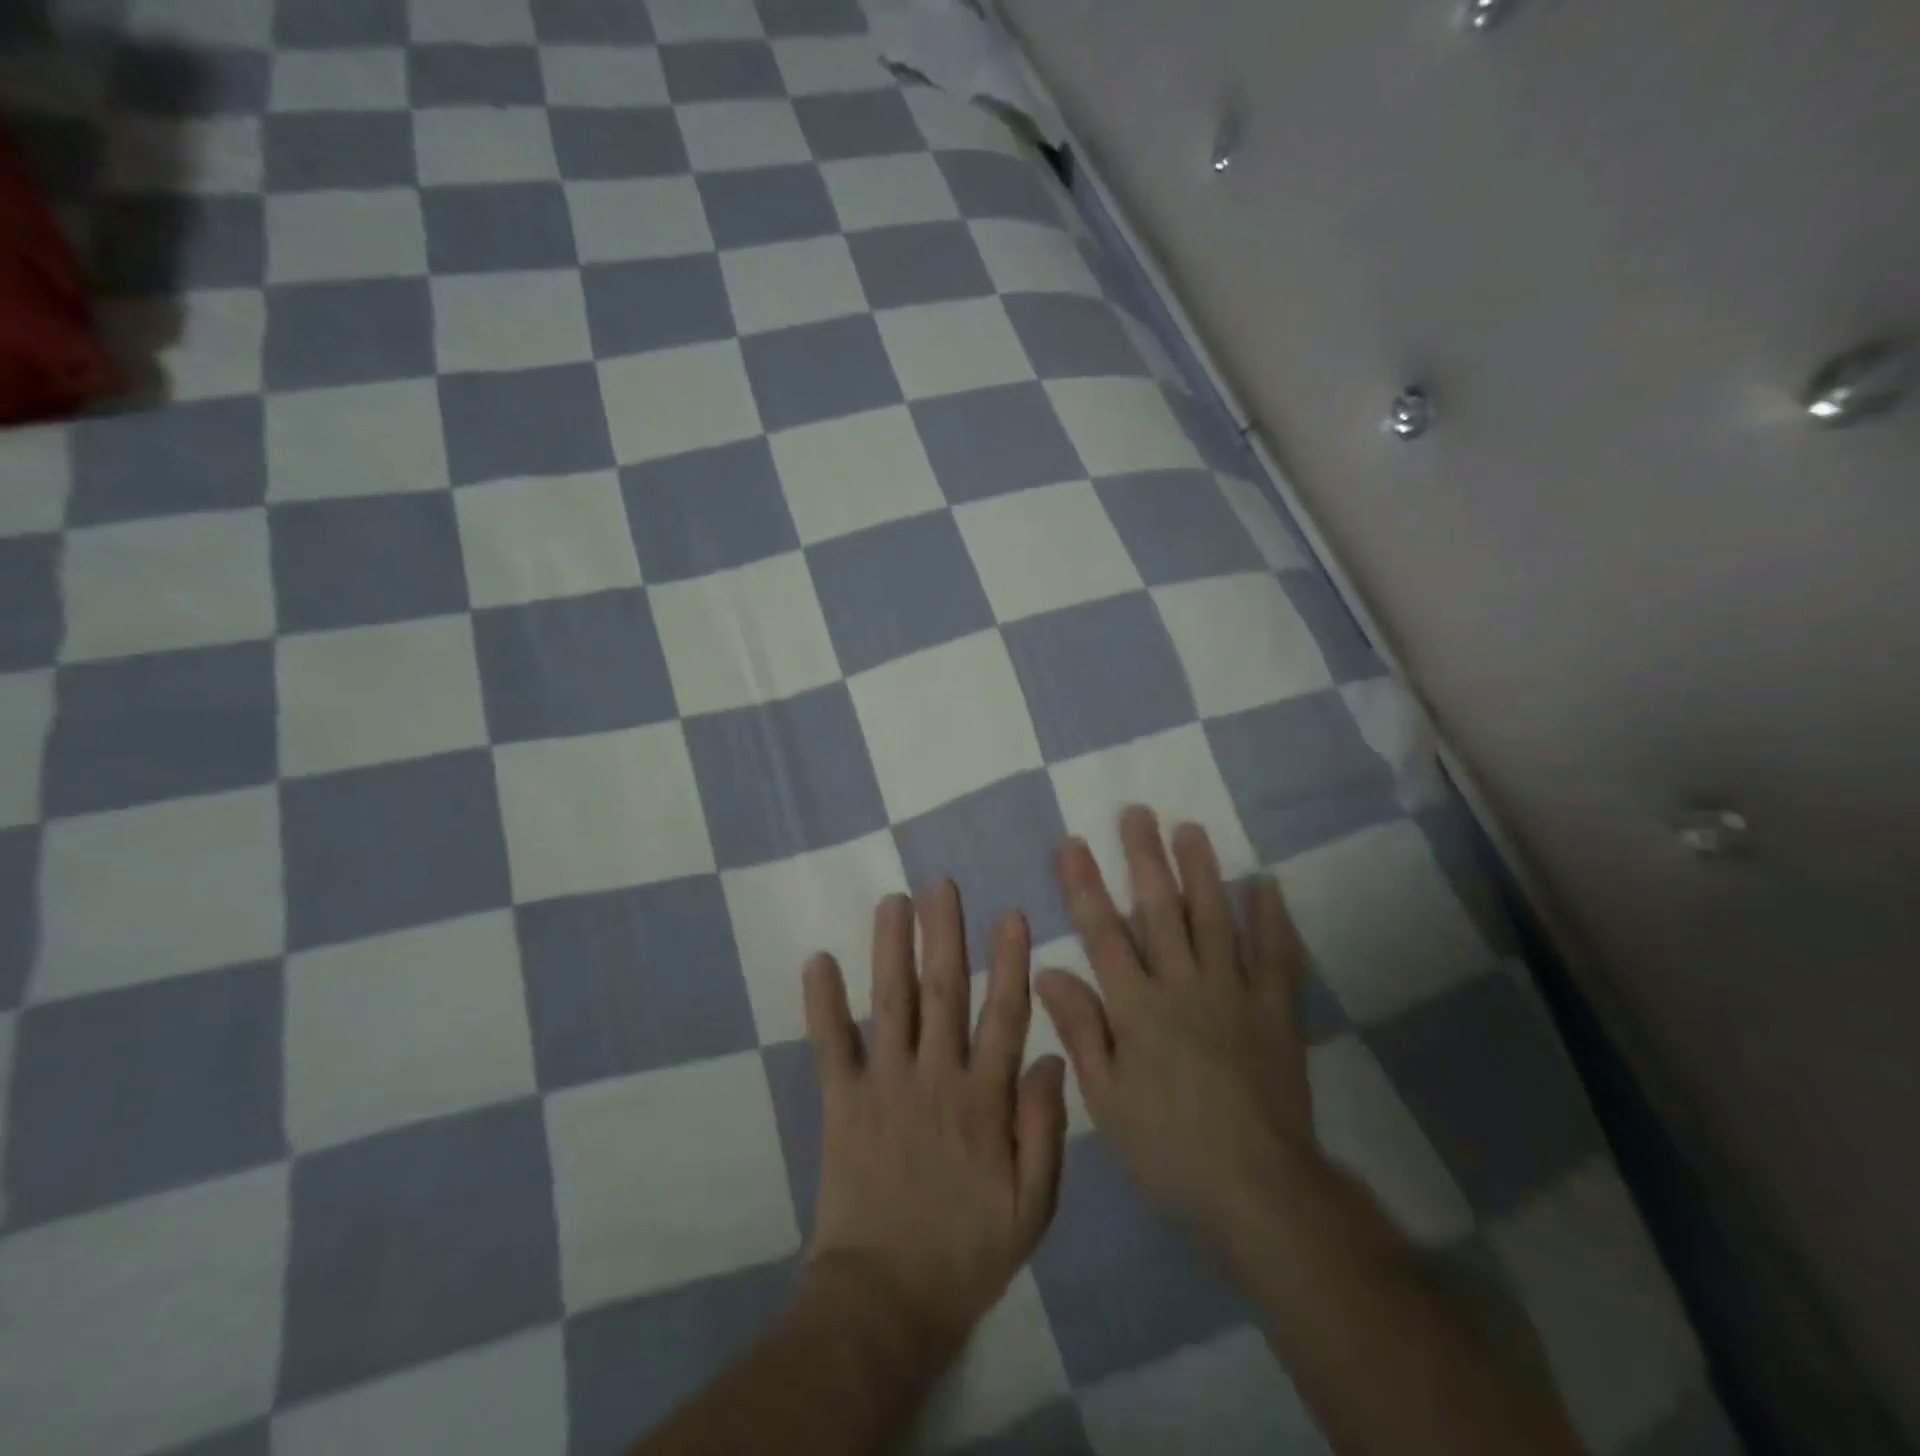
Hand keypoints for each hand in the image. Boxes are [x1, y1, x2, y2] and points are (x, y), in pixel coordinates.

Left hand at [803, 881, 1067, 1363]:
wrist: (885, 1302)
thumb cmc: (966, 1253)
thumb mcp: (1032, 1208)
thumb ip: (1044, 1130)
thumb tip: (1054, 1059)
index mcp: (984, 1100)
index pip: (1002, 1016)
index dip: (1008, 962)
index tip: (1009, 915)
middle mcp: (935, 1077)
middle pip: (944, 991)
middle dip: (945, 933)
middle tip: (941, 884)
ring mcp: (884, 1085)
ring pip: (892, 1002)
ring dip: (892, 948)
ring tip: (893, 900)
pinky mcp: (842, 1103)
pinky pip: (831, 1045)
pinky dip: (822, 1003)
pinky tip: (818, 960)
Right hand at [1036, 807, 1319, 1249]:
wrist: (1259, 1193)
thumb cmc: (1168, 1149)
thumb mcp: (1107, 1099)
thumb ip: (1081, 1029)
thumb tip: (1047, 971)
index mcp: (1138, 1007)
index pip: (1103, 933)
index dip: (1085, 885)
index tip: (1073, 843)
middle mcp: (1184, 986)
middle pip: (1160, 910)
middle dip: (1144, 858)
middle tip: (1137, 812)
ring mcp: (1235, 993)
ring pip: (1214, 918)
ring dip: (1201, 871)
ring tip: (1190, 829)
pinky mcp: (1276, 1012)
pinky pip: (1275, 956)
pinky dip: (1271, 918)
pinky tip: (1264, 884)